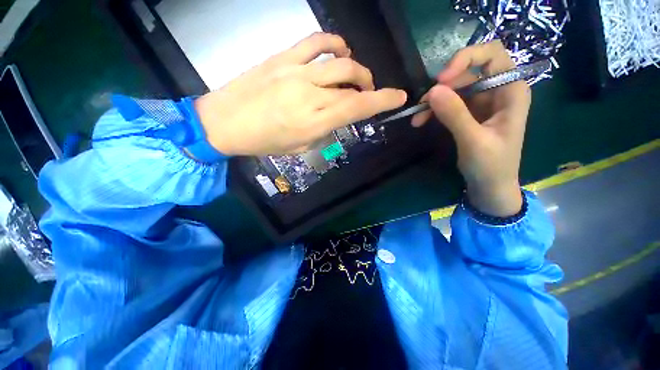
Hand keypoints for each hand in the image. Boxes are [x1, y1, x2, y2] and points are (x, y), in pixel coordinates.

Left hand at [194, 33, 406, 155]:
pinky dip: (334, 43)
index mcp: (314, 121)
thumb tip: (338, 117)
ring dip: (356, 67)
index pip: (357, 107)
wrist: (225, 122)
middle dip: (369, 86)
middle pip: (352, 81)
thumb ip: (323, 131)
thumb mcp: (300, 147)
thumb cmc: (263, 142)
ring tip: (356, 75)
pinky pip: (315, 41)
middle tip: (367, 93)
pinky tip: (339, 51)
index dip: (382, 101)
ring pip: (340, 60)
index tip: (398, 97)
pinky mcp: (283, 58)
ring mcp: (296, 71)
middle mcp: (310, 94)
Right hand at [412, 41, 529, 216]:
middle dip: (443, 86)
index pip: (492, 55)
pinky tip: (421, 121)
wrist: (490, 186)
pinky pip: (449, 103)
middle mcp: (498, 90)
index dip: (466, 58)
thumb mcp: (474, 141)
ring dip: (433, 100)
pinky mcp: (470, 113)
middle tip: (422, 106)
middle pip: (468, 72)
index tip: (441, 80)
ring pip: (455, 88)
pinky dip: (434, 109)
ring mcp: (483, 102)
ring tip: (417, 119)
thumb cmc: (491, 166)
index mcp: (511, 90)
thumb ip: (455, 115)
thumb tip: (432, 91)